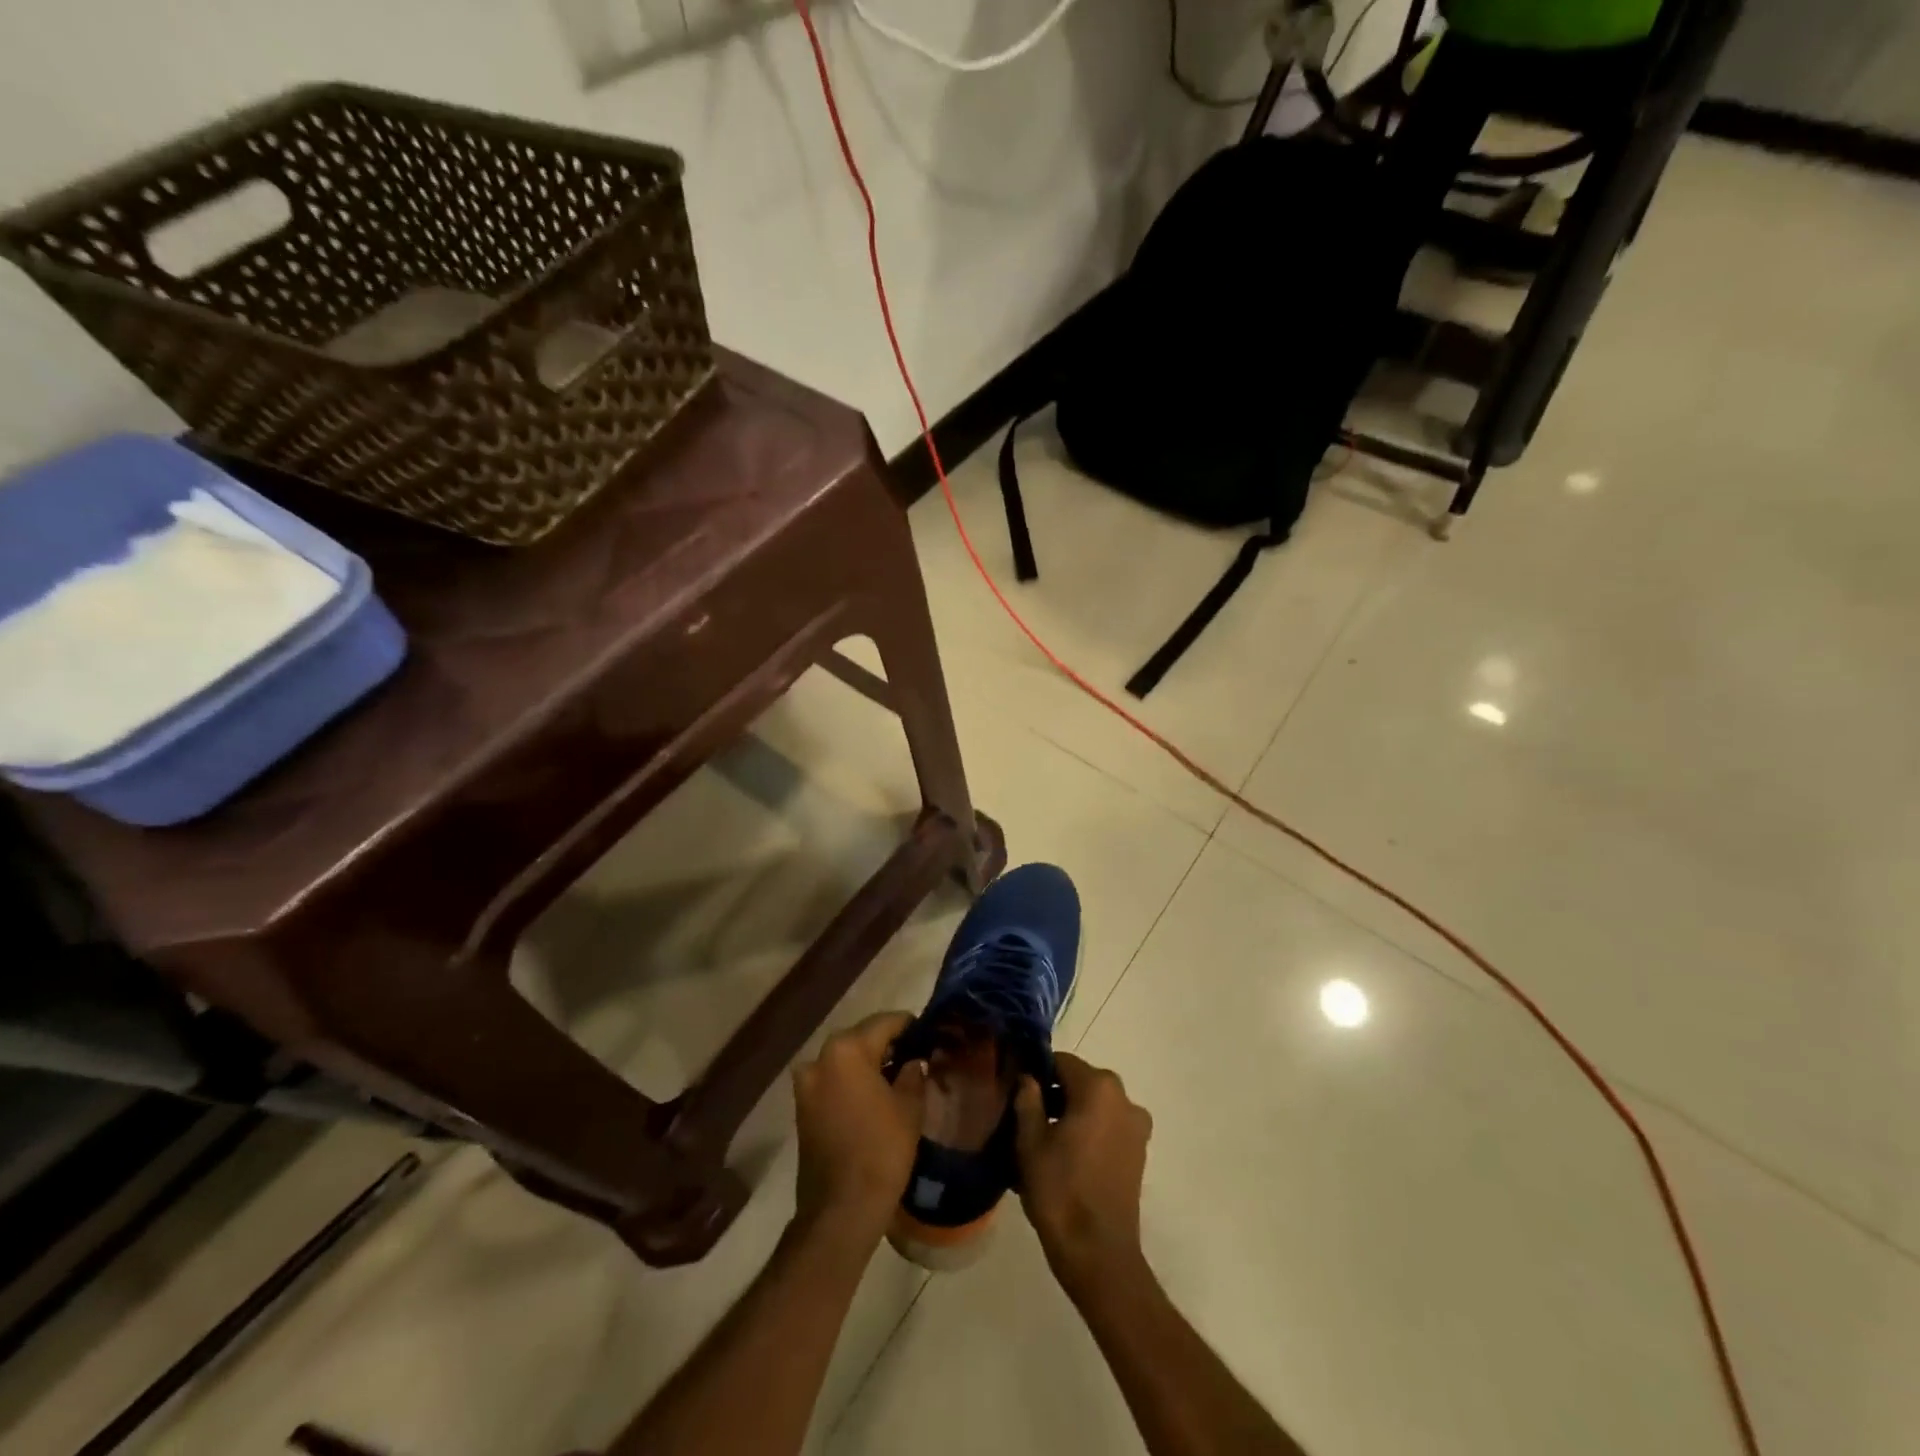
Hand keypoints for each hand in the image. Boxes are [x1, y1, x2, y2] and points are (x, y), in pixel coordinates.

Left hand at [792, 1012, 926, 1239]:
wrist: (841, 1209)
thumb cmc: (881, 1150)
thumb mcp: (909, 1107)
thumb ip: (913, 1073)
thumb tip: (913, 1060)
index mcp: (847, 1050)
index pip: (885, 1023)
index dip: (910, 1026)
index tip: (928, 1033)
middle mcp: (821, 1057)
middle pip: (861, 1038)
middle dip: (887, 1044)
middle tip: (915, 1055)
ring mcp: (807, 1083)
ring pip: (845, 1059)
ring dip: (868, 1063)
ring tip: (896, 1077)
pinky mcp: (802, 1107)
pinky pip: (832, 1080)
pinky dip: (852, 1081)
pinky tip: (874, 1096)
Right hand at [1014, 1052, 1152, 1296]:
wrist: (1098, 1254)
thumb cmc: (1060, 1191)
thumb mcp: (1030, 1142)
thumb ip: (1028, 1100)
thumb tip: (1028, 1079)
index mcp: (1098, 1088)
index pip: (1061, 1062)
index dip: (1036, 1073)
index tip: (1017, 1091)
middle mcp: (1123, 1099)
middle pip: (1080, 1083)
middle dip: (1054, 1095)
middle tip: (1025, 1119)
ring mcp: (1136, 1127)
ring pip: (1094, 1106)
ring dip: (1070, 1115)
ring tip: (1042, 1142)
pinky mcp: (1138, 1152)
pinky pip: (1107, 1128)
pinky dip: (1087, 1133)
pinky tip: (1065, 1158)